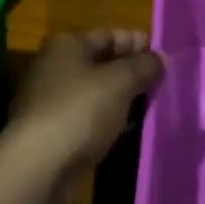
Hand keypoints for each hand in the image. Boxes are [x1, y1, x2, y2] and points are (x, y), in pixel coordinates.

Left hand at [4, 29, 164, 203]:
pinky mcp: (55, 133)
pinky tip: (130, 128)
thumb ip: (145, 65)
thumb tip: (161, 58)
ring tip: (152, 105)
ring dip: (123, 98)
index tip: (164, 57)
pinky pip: (90, 118)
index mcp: (66, 45)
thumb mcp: (121, 81)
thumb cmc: (80, 110)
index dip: (138, 42)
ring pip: (97, 93)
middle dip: (132, 71)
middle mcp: (55, 68)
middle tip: (163, 81)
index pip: (109, 35)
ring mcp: (52, 102)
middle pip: (102, 62)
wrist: (40, 168)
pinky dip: (110, 120)